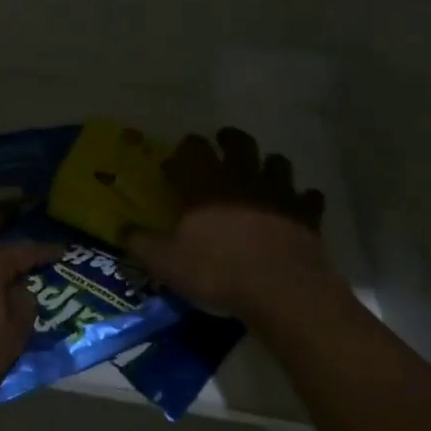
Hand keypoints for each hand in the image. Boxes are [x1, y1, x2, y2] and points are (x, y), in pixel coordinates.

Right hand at [130, 127, 330, 321]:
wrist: (282, 291)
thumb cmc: (218, 271)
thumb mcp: (166, 263)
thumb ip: (141, 243)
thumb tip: (122, 229)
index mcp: (205, 183)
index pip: (192, 148)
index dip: (184, 150)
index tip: (176, 162)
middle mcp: (242, 178)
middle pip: (239, 142)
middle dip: (229, 139)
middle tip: (222, 144)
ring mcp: (278, 193)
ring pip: (277, 162)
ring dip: (267, 164)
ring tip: (260, 174)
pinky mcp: (307, 214)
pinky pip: (308, 197)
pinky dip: (301, 198)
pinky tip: (295, 207)